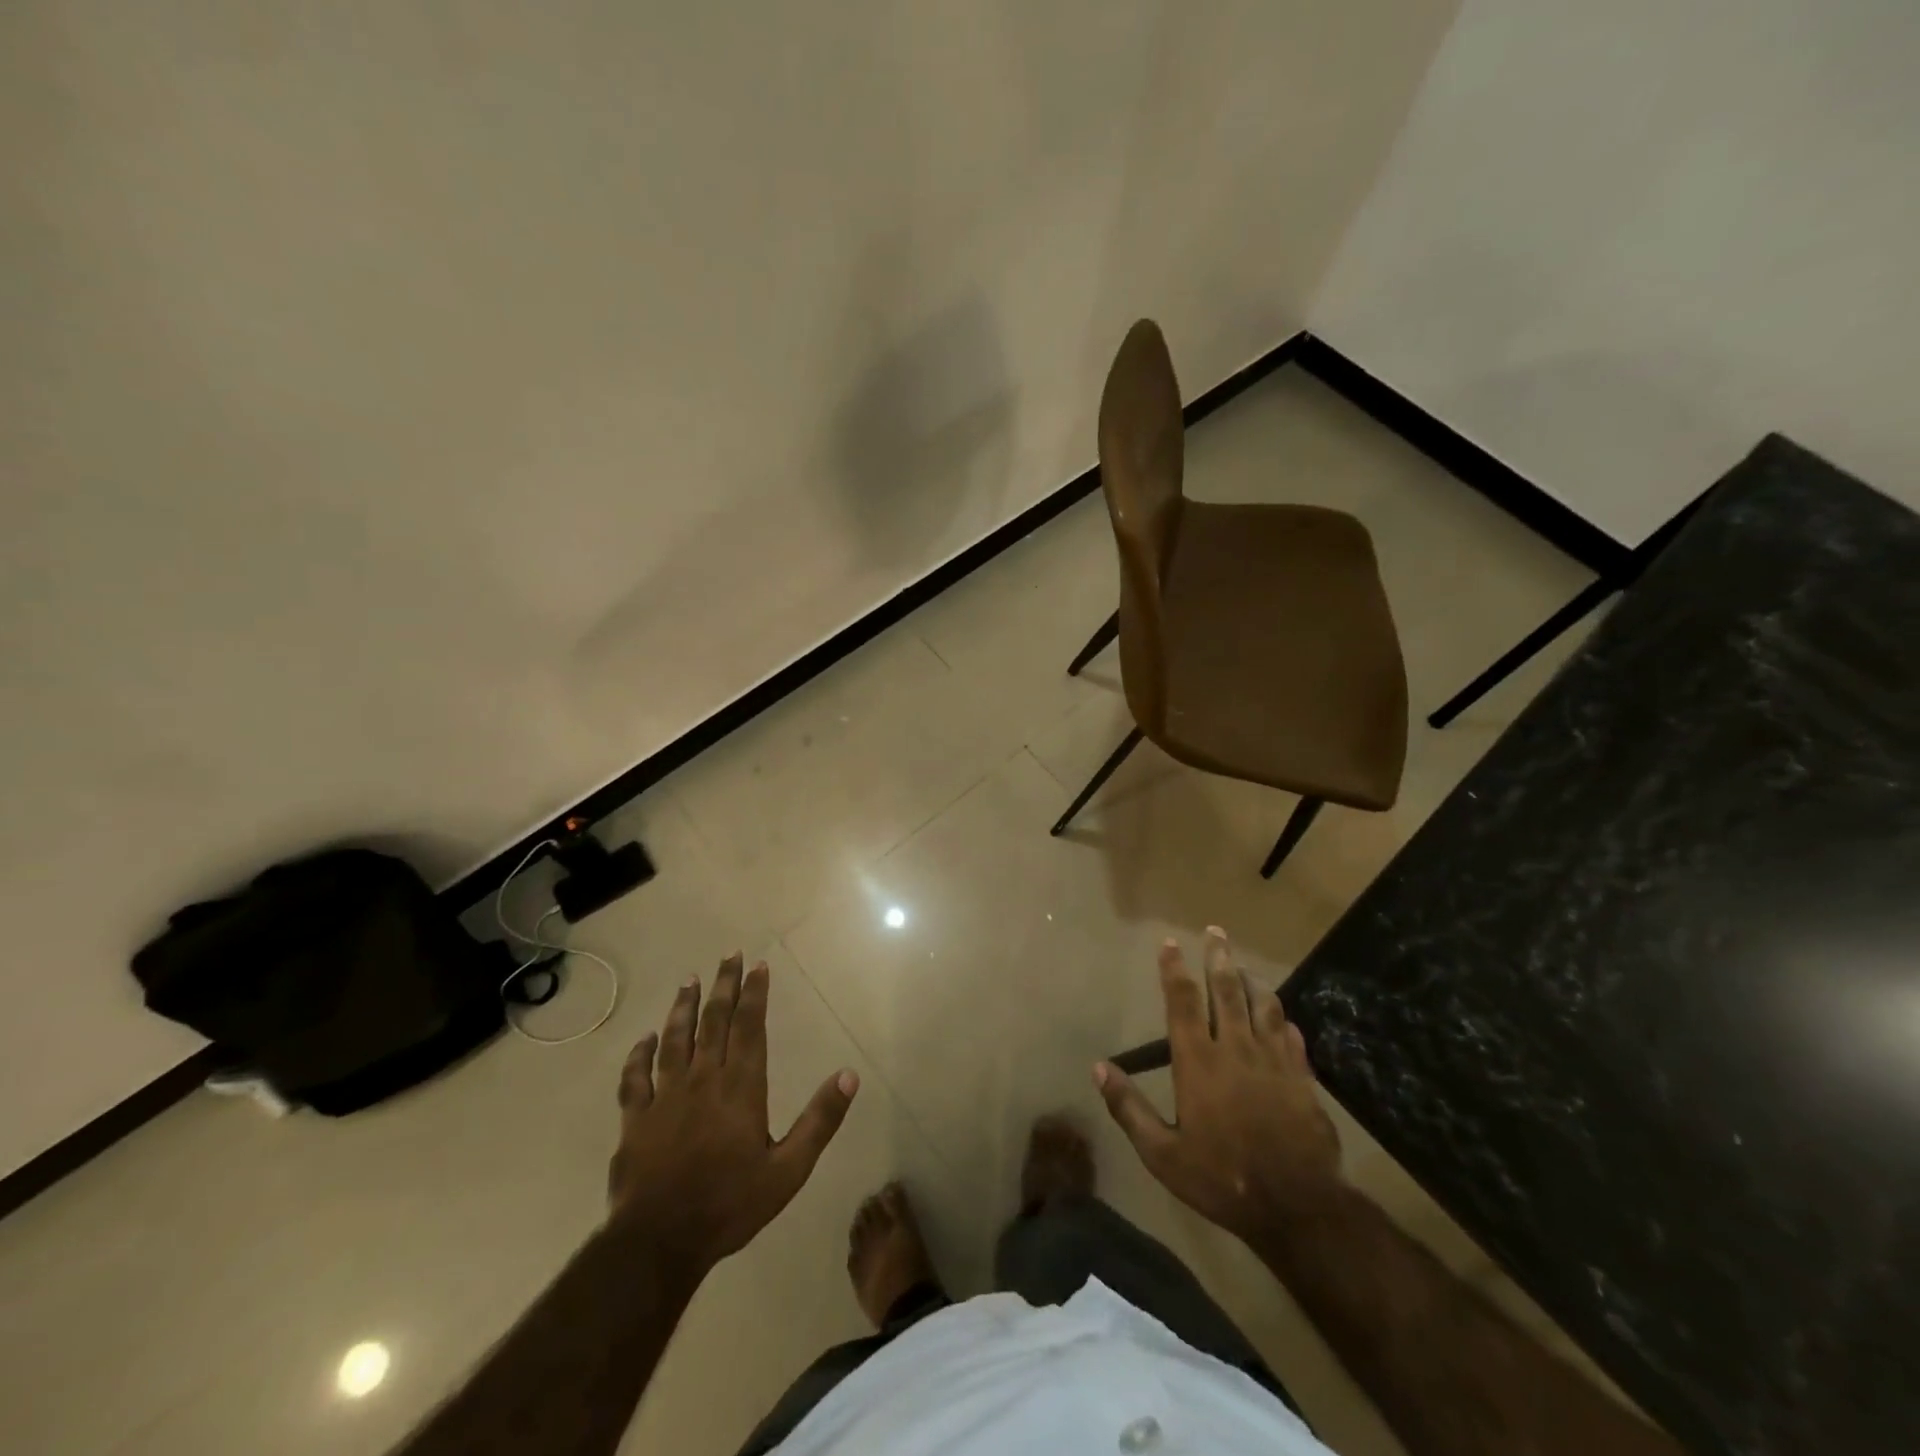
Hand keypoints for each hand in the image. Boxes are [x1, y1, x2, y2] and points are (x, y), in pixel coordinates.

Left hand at [608, 953, 857, 1271]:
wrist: (659, 1243)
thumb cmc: (730, 1204)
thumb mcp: (789, 1169)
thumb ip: (820, 1120)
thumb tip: (850, 1075)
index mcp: (741, 1087)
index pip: (750, 1027)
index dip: (755, 994)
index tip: (759, 966)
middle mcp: (703, 1079)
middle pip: (714, 1021)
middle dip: (723, 986)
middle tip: (729, 956)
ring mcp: (665, 1097)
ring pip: (675, 1039)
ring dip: (683, 1007)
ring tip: (689, 980)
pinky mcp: (635, 1119)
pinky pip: (635, 1078)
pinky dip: (639, 1054)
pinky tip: (645, 1038)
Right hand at [1096, 927, 1341, 1241]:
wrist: (1297, 1207)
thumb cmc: (1221, 1178)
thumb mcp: (1162, 1154)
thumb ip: (1129, 1108)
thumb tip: (1098, 1068)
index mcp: (1198, 1061)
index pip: (1182, 1002)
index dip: (1174, 969)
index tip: (1170, 943)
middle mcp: (1235, 1048)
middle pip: (1227, 990)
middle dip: (1219, 956)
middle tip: (1216, 931)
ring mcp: (1273, 1060)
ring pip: (1264, 1005)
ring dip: (1252, 980)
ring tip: (1244, 965)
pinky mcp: (1302, 1077)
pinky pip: (1291, 1035)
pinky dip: (1282, 1019)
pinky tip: (1280, 1016)